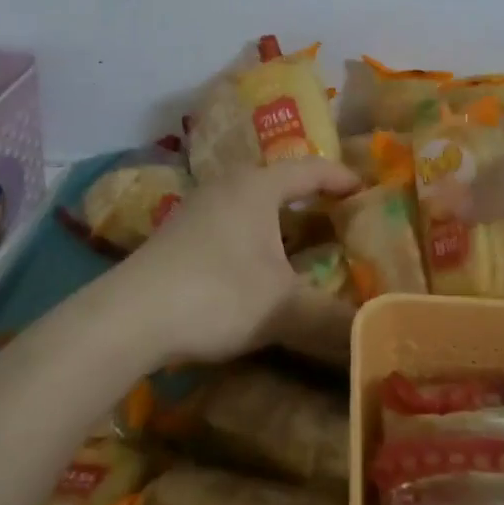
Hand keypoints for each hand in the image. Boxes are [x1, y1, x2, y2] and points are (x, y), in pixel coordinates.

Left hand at [111, 158, 358, 362]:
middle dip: (310, 199)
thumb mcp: (282, 308)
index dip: (340, 178)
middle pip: (278, 183)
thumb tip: (373, 335)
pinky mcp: (178, 235)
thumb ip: (331, 320)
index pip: (309, 170)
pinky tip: (257, 268)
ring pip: (250, 206)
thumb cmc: (217, 293)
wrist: (130, 317)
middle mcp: (226, 186)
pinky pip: (230, 224)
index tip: (365, 189)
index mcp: (257, 186)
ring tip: (303, 244)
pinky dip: (254, 239)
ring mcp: (197, 209)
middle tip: (340, 217)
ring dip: (279, 222)